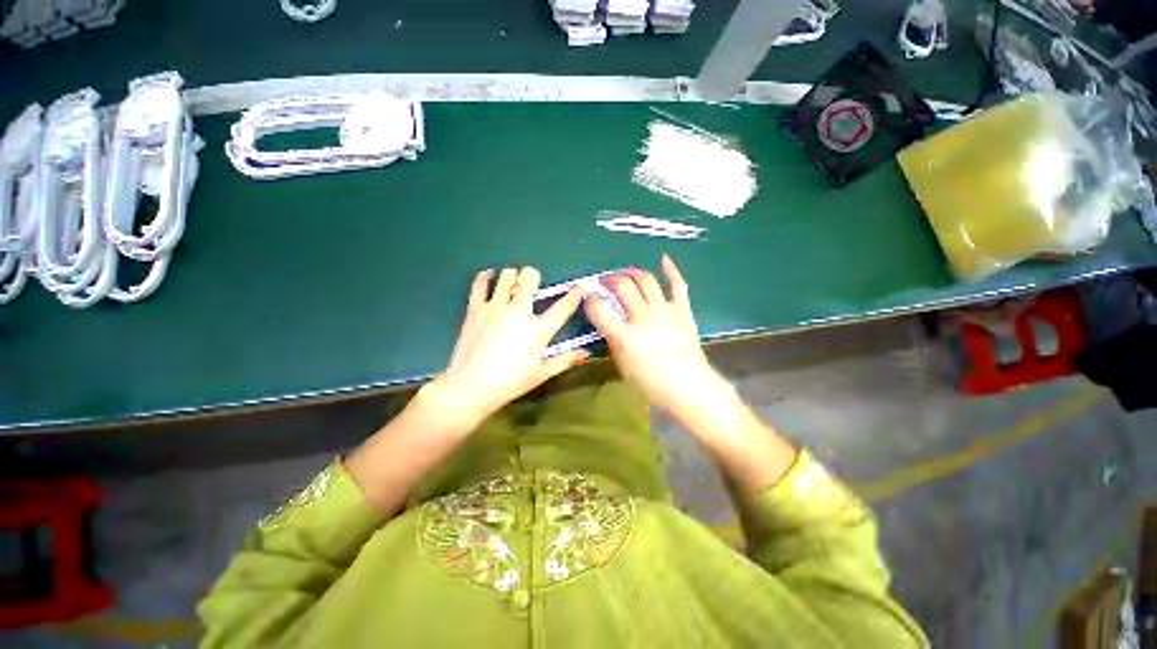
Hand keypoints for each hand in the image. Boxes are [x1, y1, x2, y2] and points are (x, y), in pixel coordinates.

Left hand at [430, 266, 586, 429]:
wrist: (470, 386)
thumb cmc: (510, 382)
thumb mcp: (541, 373)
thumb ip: (565, 360)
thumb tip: (586, 353)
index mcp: (538, 330)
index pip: (562, 307)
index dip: (574, 295)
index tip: (579, 287)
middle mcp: (518, 312)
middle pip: (529, 279)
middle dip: (533, 277)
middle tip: (532, 285)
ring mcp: (495, 308)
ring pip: (506, 276)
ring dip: (512, 276)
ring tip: (512, 284)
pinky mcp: (475, 309)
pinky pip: (479, 284)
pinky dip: (485, 277)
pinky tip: (489, 276)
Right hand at [585, 255, 719, 414]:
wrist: (688, 385)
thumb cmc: (651, 382)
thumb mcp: (622, 364)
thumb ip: (613, 339)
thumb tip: (608, 322)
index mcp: (624, 336)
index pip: (599, 308)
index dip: (590, 299)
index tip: (588, 296)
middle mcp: (642, 317)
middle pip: (622, 287)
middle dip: (609, 279)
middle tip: (604, 280)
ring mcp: (664, 310)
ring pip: (645, 280)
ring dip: (631, 272)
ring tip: (624, 273)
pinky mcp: (682, 309)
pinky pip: (677, 284)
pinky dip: (671, 269)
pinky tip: (663, 258)